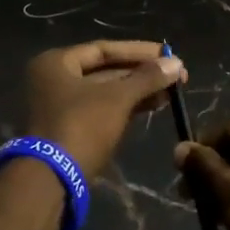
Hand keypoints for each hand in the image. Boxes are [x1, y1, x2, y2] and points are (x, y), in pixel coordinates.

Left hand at [23, 40, 184, 178]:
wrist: (52, 180)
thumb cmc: (82, 126)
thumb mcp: (117, 98)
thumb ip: (147, 78)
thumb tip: (177, 63)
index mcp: (56, 63)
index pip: (103, 49)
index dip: (138, 51)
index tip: (168, 54)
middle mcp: (54, 80)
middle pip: (105, 70)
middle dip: (141, 73)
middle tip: (175, 75)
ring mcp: (61, 107)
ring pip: (106, 92)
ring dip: (138, 91)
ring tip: (170, 92)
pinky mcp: (71, 130)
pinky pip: (103, 110)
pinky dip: (127, 107)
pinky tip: (154, 105)